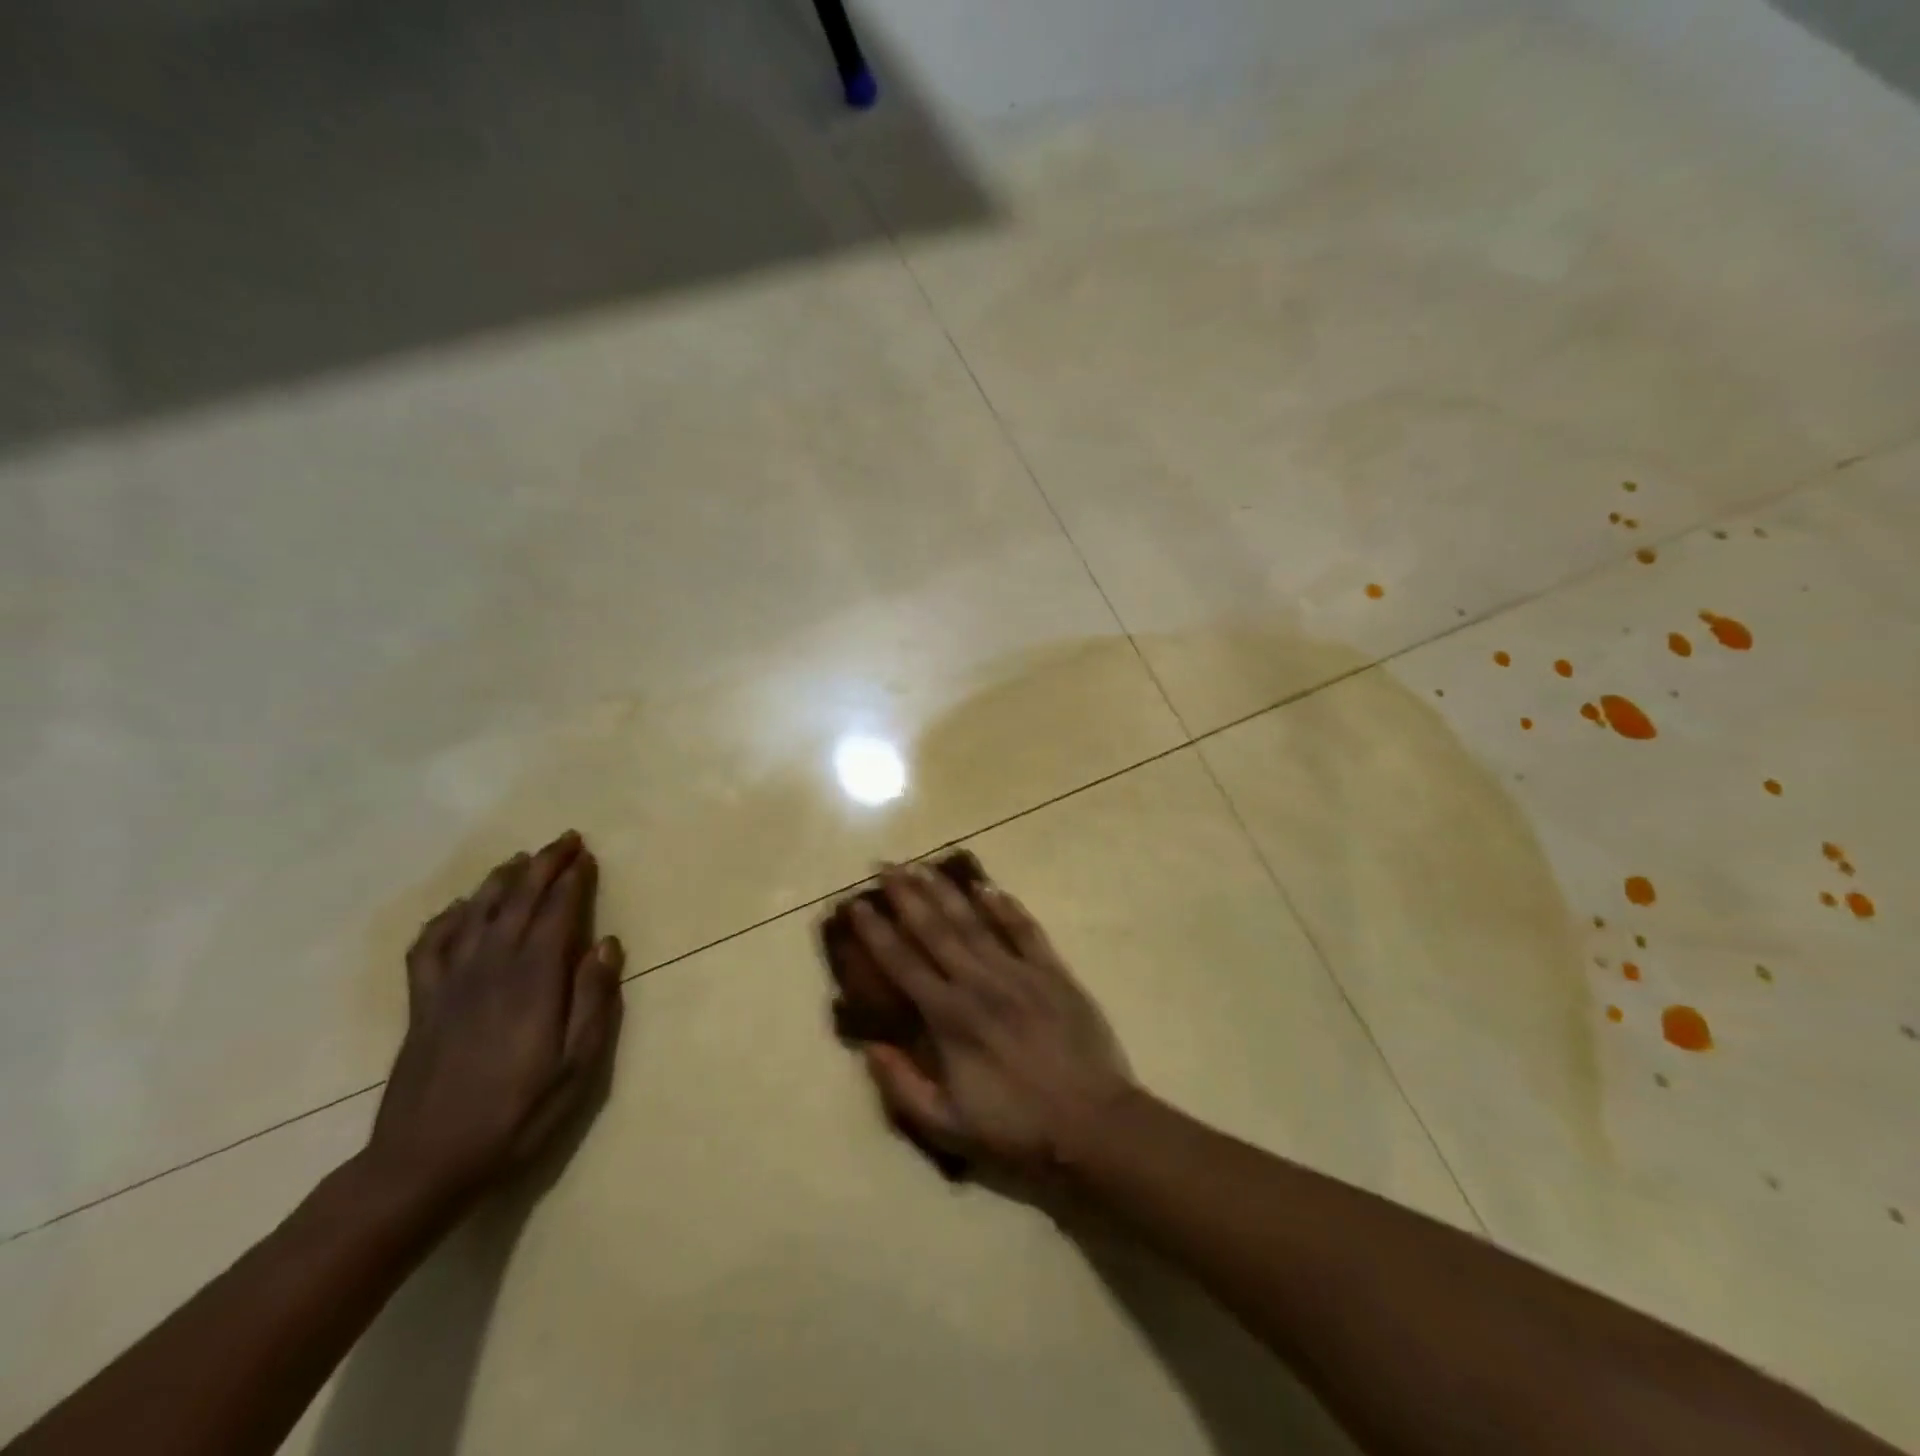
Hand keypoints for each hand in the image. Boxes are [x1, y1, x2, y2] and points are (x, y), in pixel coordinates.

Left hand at [366, 830, 624, 1205]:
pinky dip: (445, 919)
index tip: (585, 854)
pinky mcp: (422, 1003)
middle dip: (543, 866)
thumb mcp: (577, 1066)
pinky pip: (429, 946)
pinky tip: (457, 909)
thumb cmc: (517, 1114)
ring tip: (518, 860)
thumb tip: (607, 944)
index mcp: (533, 980)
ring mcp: (451, 983)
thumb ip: (593, 1000)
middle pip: (518, 902)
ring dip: (499, 881)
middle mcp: (491, 968)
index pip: (556, 913)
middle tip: (563, 839)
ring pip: (475, 914)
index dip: (572, 880)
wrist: (425, 1162)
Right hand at [844, 863, 1134, 1175]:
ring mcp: (1018, 972)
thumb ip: (902, 1086)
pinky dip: (1005, 906)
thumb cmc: (1017, 1127)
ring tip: (922, 866)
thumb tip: (869, 1046)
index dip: (876, 932)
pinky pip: (1025, 930)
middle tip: (884, 866)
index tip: (857, 903)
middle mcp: (978, 983)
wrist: (1093, 1124)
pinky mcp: (1052, 971)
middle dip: (906, 895)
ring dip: (945, 891)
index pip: (903, 963)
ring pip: (974, 921)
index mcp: (949, 1018)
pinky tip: (986, 885)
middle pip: (935, 930)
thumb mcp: (948, 1126)